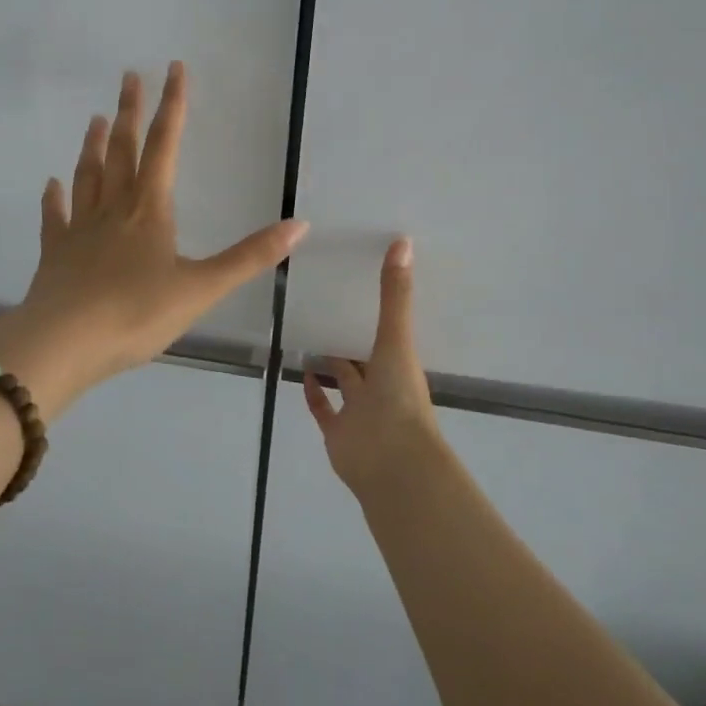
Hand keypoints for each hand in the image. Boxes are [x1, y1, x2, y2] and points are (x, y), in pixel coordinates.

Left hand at [0, 63, 307, 411]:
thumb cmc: (136, 314)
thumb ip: (250, 256)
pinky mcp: (55, 254)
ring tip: (96, 118)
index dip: (173, 106)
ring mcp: (79, 230)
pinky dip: (53, 199)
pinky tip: (51, 185)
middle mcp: (114, 209)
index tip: (173, 68)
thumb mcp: (202, 288)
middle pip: (123, 151)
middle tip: (129, 76)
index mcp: (150, 210)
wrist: (63, 343)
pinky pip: (54, 218)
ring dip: (94, 146)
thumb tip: (300, 225)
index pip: (165, 146)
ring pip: (89, 176)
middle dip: (130, 112)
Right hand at [303, 237, 443, 496]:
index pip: (388, 336)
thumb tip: (403, 241)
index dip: (378, 315)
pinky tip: (302, 370)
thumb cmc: (399, 398)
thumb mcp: (395, 339)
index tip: (360, 288)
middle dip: (350, 340)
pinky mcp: (337, 433)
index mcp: (399, 366)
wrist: (392, 463)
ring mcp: (359, 413)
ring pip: (344, 384)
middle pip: (365, 360)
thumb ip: (395, 294)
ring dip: (331, 366)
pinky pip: (324, 409)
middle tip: (327, 309)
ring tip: (309, 336)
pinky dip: (314, 393)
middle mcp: (381, 388)